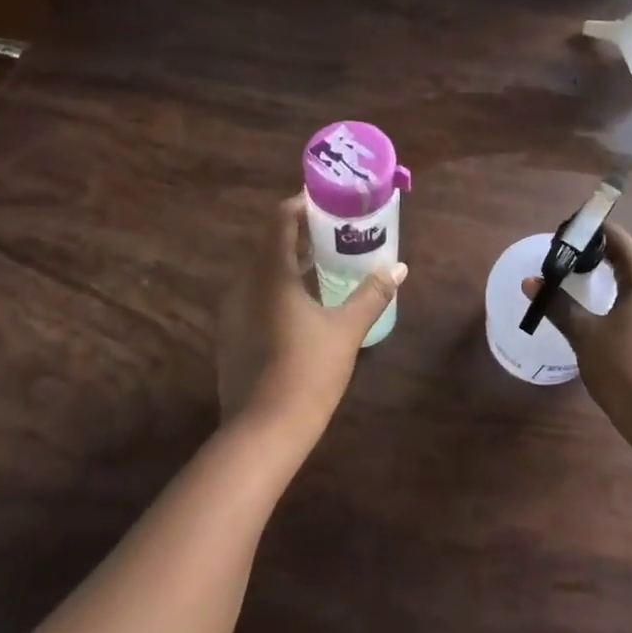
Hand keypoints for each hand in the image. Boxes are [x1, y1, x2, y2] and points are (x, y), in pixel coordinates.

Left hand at [218, 195, 406, 440]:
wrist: (263, 431)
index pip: (280, 221)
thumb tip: (399, 269)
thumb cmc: (308, 371)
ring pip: (263, 274)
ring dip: (292, 263)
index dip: (301, 205)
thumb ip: (372, 295)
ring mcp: (233, 313)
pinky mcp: (232, 337)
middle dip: (302, 235)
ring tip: (327, 265)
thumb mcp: (346, 330)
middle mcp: (244, 286)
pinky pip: (256, 297)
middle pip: (271, 245)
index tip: (328, 201)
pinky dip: (279, 289)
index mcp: (269, 275)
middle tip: (337, 233)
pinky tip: (305, 306)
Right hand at [522, 224, 631, 460]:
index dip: (587, 231)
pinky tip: (601, 310)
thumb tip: (531, 282)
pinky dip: (621, 294)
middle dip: (595, 253)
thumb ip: (558, 305)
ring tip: (576, 282)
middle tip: (562, 260)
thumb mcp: (585, 335)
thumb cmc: (624, 368)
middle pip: (628, 255)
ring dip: (608, 275)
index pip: (617, 237)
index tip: (560, 238)